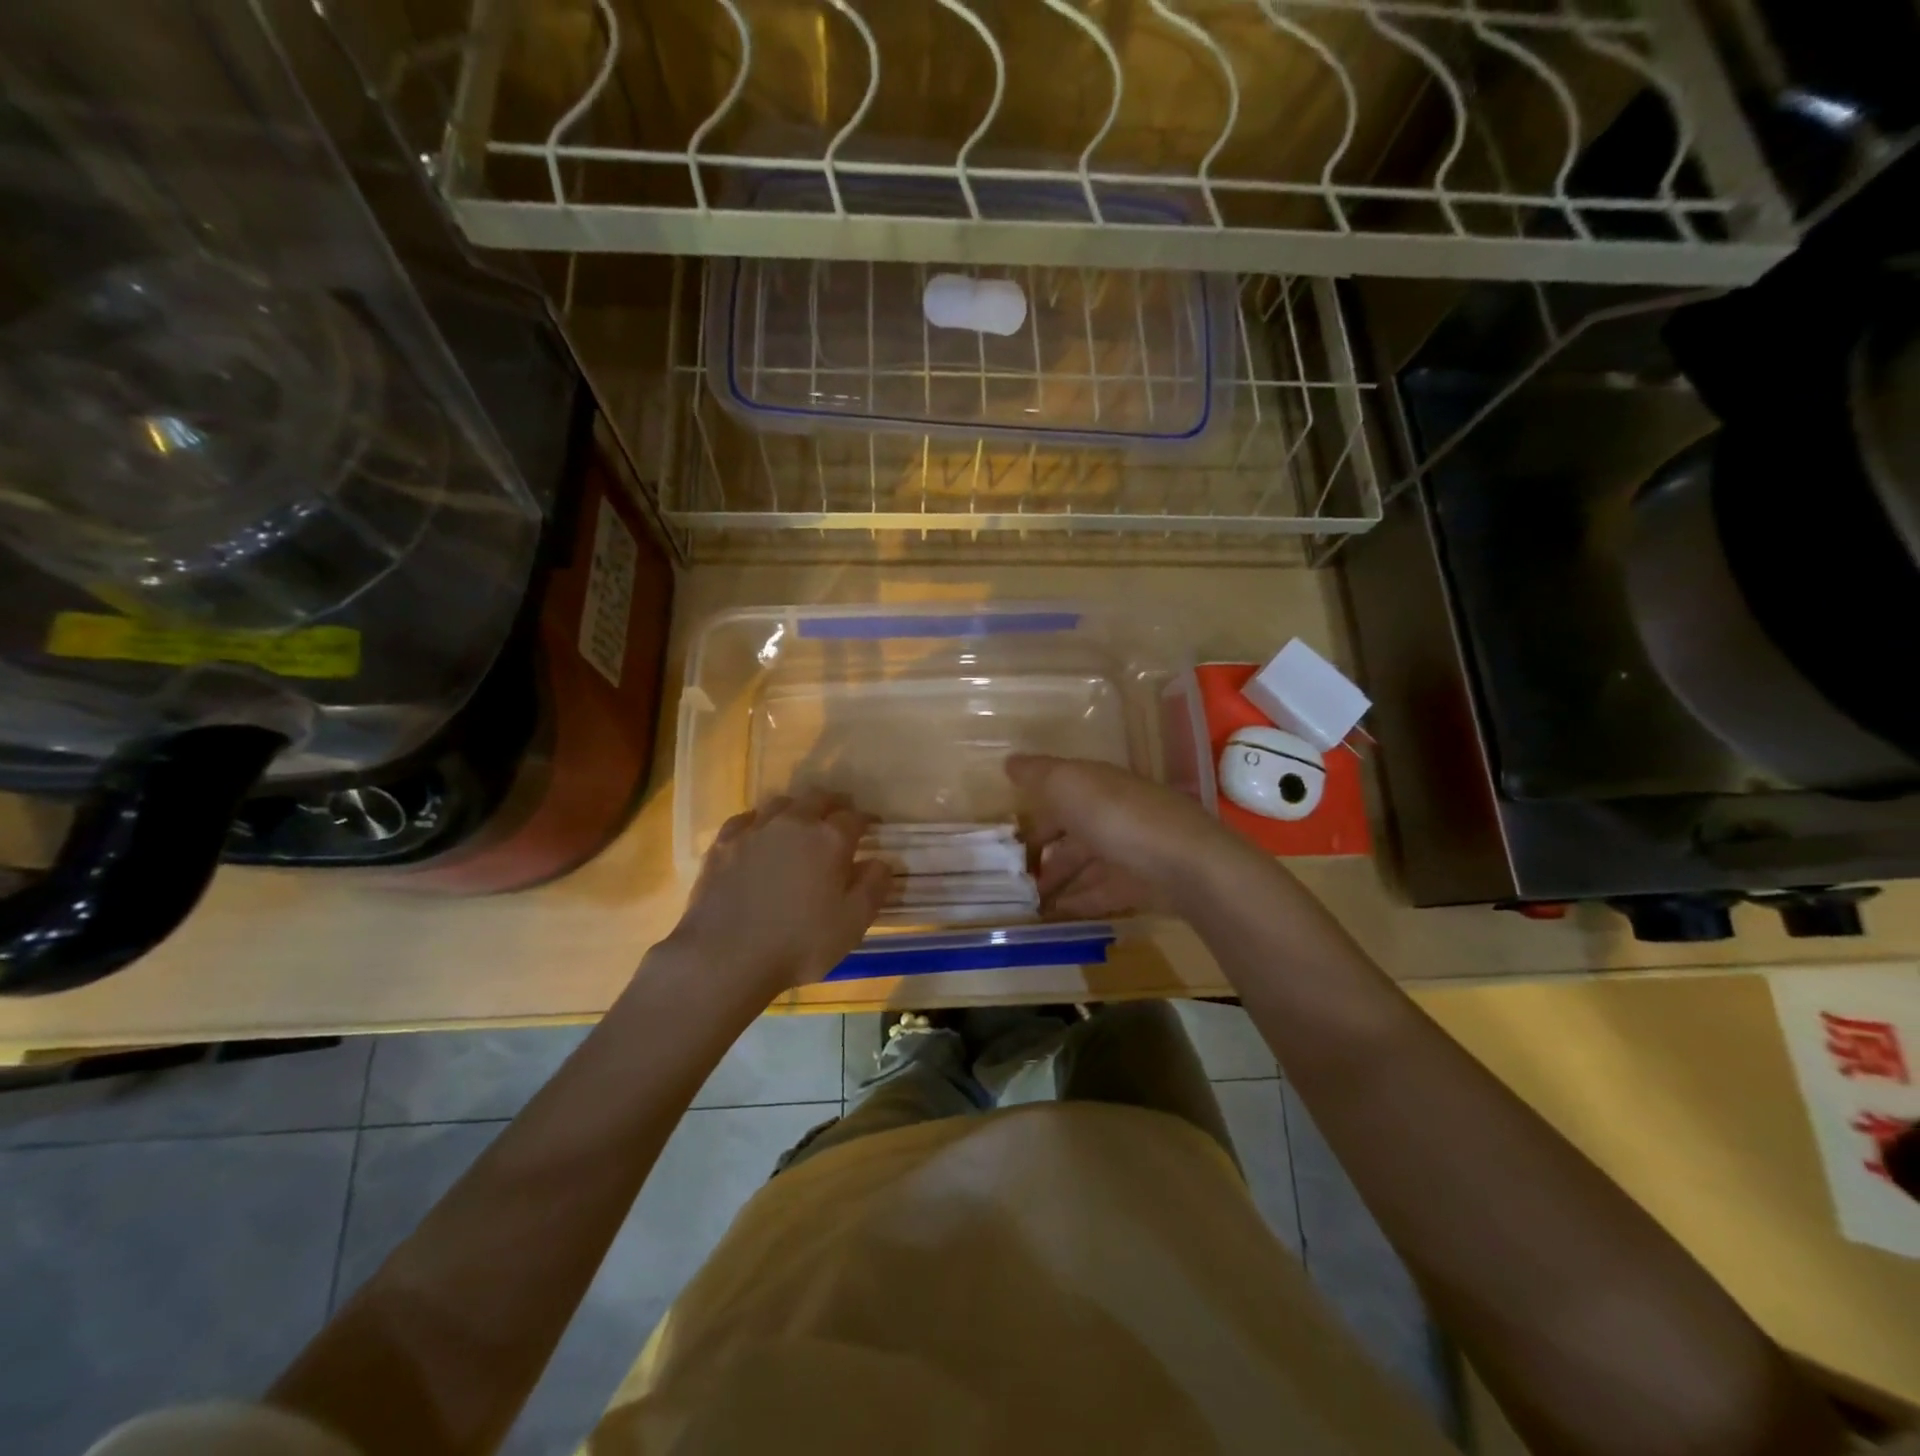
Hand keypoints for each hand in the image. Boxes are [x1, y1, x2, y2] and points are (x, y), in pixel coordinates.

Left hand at [666, 791, 891, 995]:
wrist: (724, 957)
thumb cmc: (799, 943)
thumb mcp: (853, 924)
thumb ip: (874, 887)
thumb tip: (881, 862)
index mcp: (829, 839)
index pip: (855, 817)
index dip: (867, 820)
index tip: (872, 828)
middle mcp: (794, 823)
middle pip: (818, 798)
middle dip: (834, 804)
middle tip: (840, 817)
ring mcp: (755, 830)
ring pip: (781, 803)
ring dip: (797, 809)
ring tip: (800, 825)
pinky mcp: (723, 844)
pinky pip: (746, 819)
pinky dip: (759, 822)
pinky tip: (759, 835)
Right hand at [1006, 754, 1248, 918]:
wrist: (1183, 864)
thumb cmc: (1116, 815)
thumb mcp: (1067, 783)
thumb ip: (1037, 774)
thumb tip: (1010, 762)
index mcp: (1096, 785)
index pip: (1059, 794)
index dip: (1034, 812)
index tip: (1008, 835)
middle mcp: (1112, 814)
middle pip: (1071, 832)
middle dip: (1043, 851)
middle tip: (1012, 875)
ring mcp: (1127, 851)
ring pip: (1083, 864)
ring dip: (1056, 880)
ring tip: (1027, 900)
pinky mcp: (1138, 885)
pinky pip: (1099, 892)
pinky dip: (1077, 901)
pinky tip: (1054, 914)